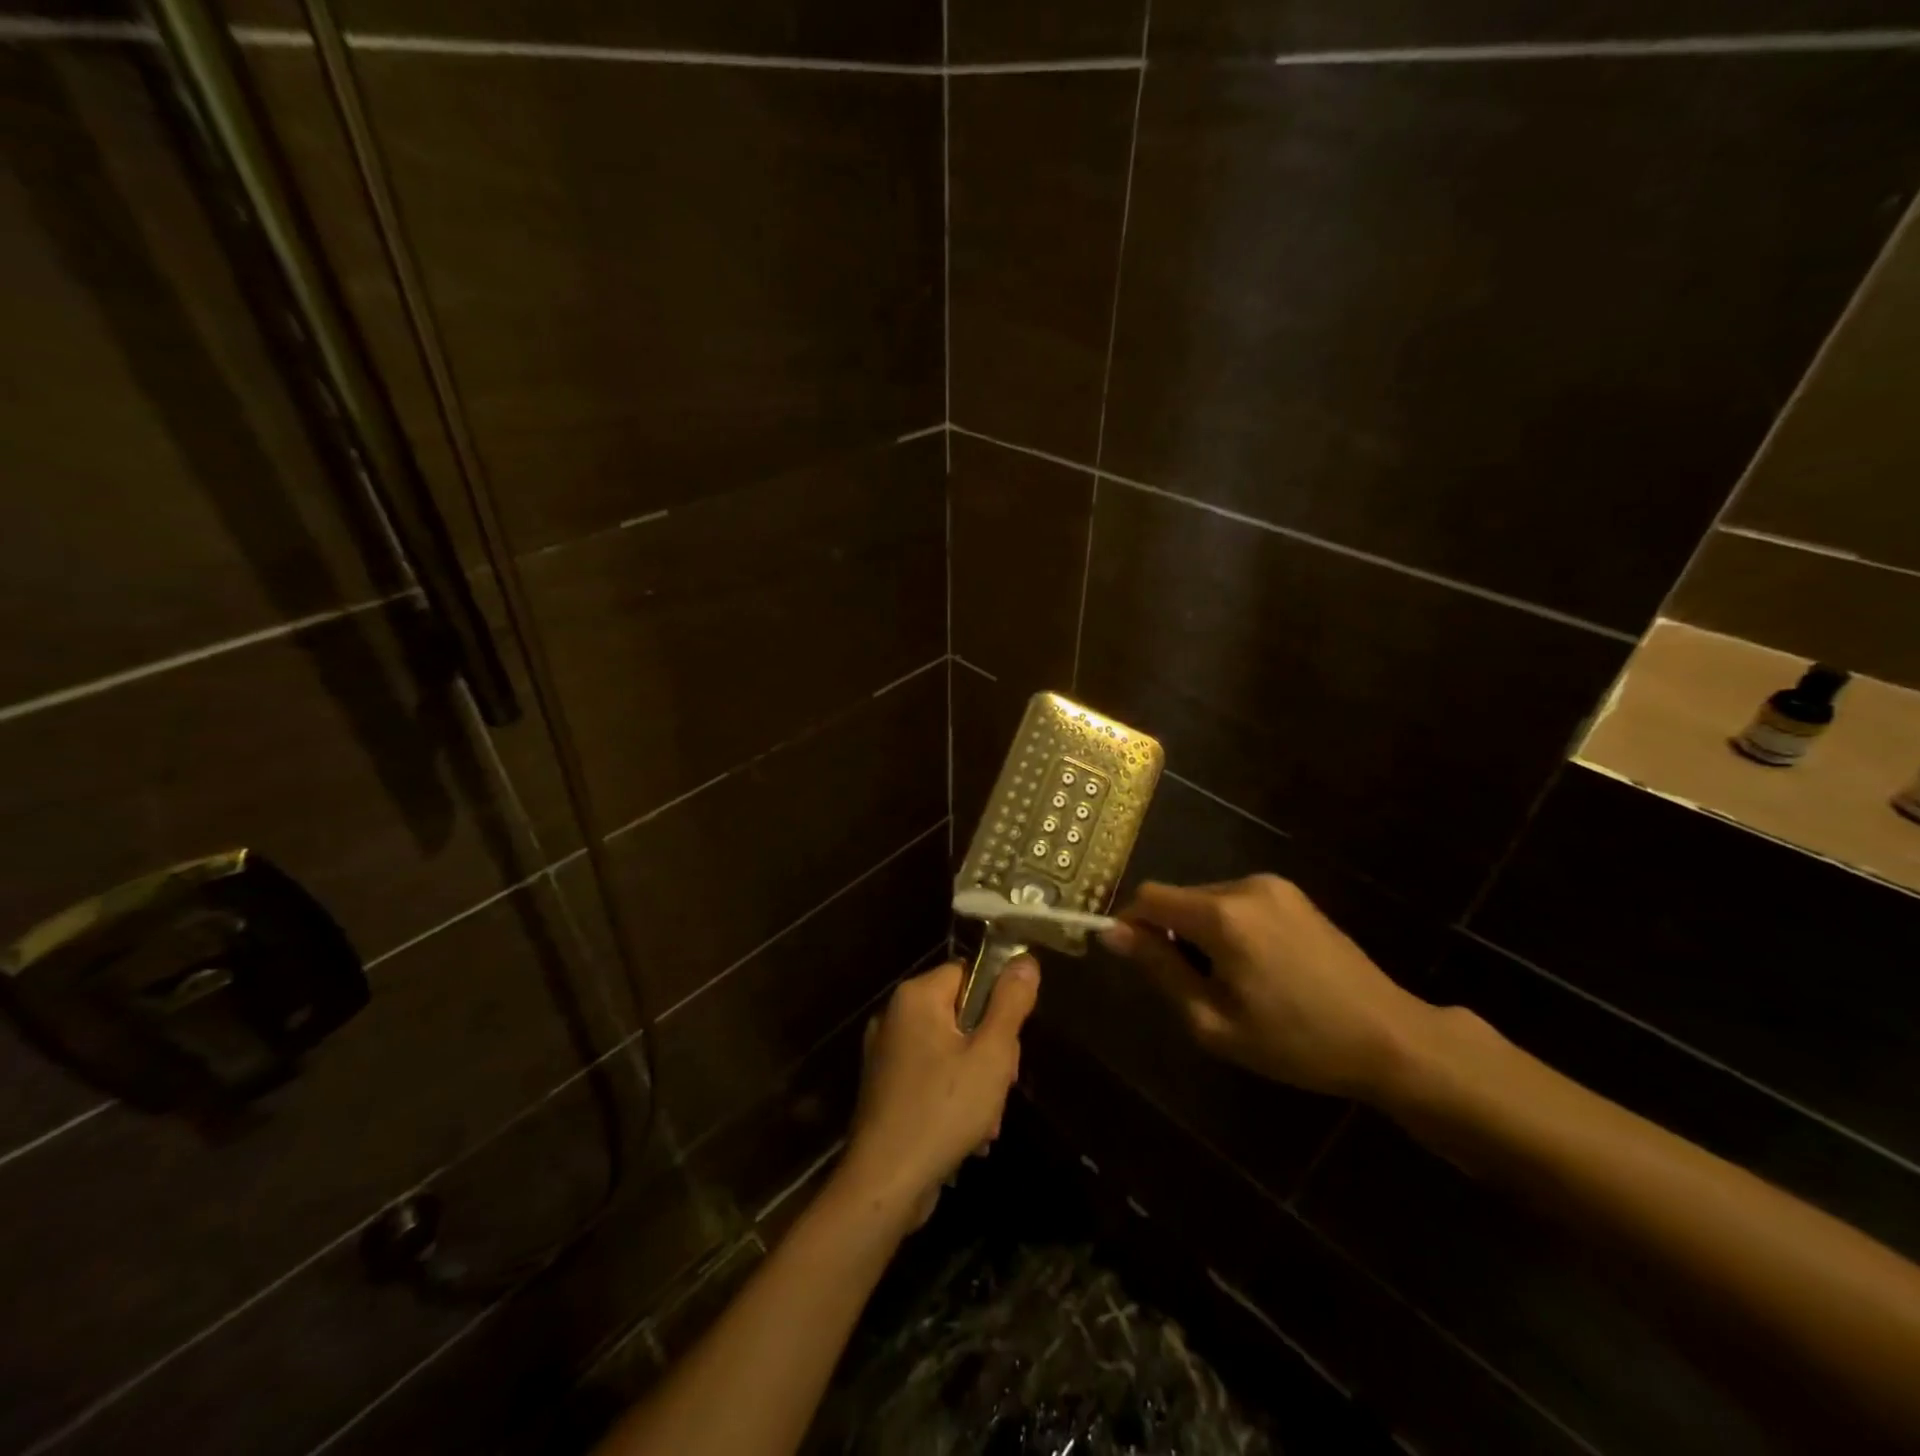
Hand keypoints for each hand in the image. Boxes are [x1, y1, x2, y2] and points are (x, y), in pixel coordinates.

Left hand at [836, 958, 1039, 1229]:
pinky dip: (952, 1098)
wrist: (884, 1184)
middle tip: (1000, 1086)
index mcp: (916, 997)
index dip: (997, 1005)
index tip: (1009, 1045)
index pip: (969, 975)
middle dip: (989, 1051)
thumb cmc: (943, 1111)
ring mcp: (886, 1053)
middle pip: (961, 1014)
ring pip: (950, 1050)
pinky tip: (966, 1134)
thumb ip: (1010, 1004)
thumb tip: (1025, 959)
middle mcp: (895, 1015)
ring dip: (976, 1082)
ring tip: (985, 1121)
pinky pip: (930, 1076)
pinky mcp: (885, 1087)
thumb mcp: (991, 1055)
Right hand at [1099, 875, 1431, 1100]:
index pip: (1149, 897)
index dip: (1129, 923)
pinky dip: (1227, 927)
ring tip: (1229, 981)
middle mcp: (1245, 886)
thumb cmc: (1296, 1041)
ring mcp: (1274, 886)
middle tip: (1190, 986)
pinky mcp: (1293, 894)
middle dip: (1169, 933)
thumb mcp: (1213, 1021)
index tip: (1134, 960)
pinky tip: (1257, 967)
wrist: (1389, 1037)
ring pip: (1207, 899)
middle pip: (1179, 898)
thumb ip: (1159, 970)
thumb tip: (1112, 932)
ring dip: (1199, 931)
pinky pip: (1237, 902)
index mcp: (1223, 916)